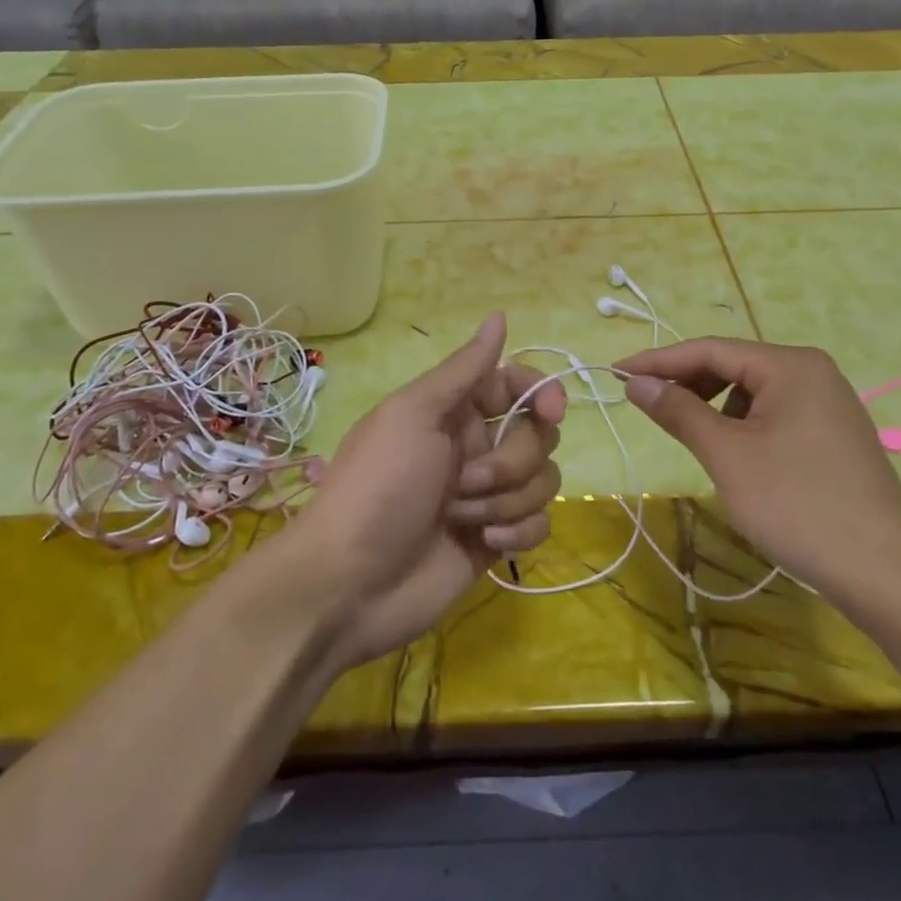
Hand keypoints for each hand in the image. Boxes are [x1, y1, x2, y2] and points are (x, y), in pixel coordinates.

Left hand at [287, 314, 565, 668]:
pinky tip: (484, 545)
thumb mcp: (413, 414)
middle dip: (512, 462)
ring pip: (543, 481)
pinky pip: (539, 522)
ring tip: (462, 520)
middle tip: (466, 483)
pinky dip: (518, 531)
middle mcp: (475, 447)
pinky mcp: (496, 539)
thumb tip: (500, 316)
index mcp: (454, 411)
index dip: (541, 393)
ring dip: (507, 501)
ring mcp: (487, 495)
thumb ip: (464, 369)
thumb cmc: (379, 487)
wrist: (349, 584)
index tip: (550, 413)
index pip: (516, 385)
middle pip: (538, 436)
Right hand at [615, 338, 900, 597]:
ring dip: (715, 407)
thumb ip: (679, 411)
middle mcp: (813, 372)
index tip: (615, 374)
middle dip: (687, 383)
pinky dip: (743, 425)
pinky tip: (735, 456)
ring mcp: (829, 404)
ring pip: (753, 392)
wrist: (885, 571)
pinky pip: (775, 414)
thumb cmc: (797, 504)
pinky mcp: (834, 435)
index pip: (710, 350)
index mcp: (790, 365)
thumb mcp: (727, 455)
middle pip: (733, 365)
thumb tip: (637, 383)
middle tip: (647, 407)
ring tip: (693, 438)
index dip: (658, 361)